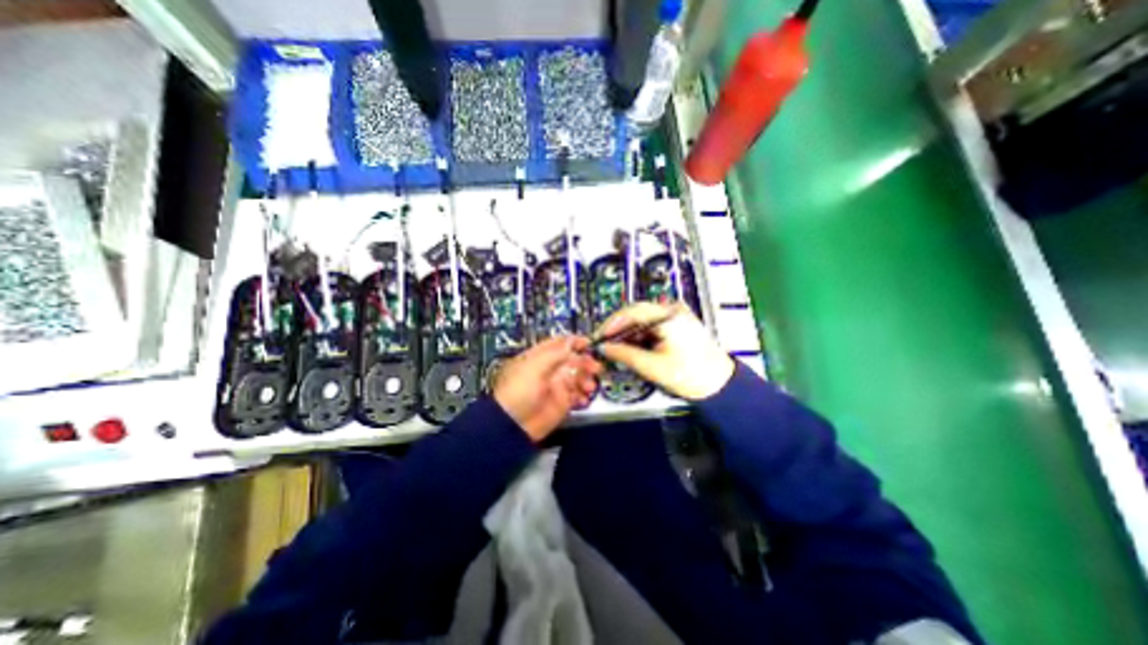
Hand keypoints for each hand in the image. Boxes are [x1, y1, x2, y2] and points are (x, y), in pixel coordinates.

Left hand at [492, 333, 604, 443]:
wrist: (514, 424)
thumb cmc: (520, 390)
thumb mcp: (535, 367)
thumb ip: (555, 353)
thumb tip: (572, 341)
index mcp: (541, 357)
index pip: (560, 344)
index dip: (575, 342)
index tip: (589, 343)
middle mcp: (551, 369)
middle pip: (573, 360)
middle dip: (586, 362)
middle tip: (595, 368)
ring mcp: (558, 385)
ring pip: (579, 376)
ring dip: (587, 379)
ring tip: (590, 387)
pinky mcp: (563, 402)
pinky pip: (578, 395)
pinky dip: (584, 395)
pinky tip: (585, 398)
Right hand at [597, 304, 730, 401]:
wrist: (720, 386)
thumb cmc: (689, 376)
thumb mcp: (653, 367)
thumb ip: (625, 354)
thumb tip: (603, 348)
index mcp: (669, 316)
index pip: (632, 312)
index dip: (612, 324)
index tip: (598, 337)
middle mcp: (672, 310)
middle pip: (636, 314)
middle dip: (618, 329)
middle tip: (603, 344)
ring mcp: (676, 315)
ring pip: (642, 320)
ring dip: (628, 334)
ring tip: (615, 349)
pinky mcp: (677, 324)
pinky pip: (651, 326)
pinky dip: (639, 337)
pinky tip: (631, 348)